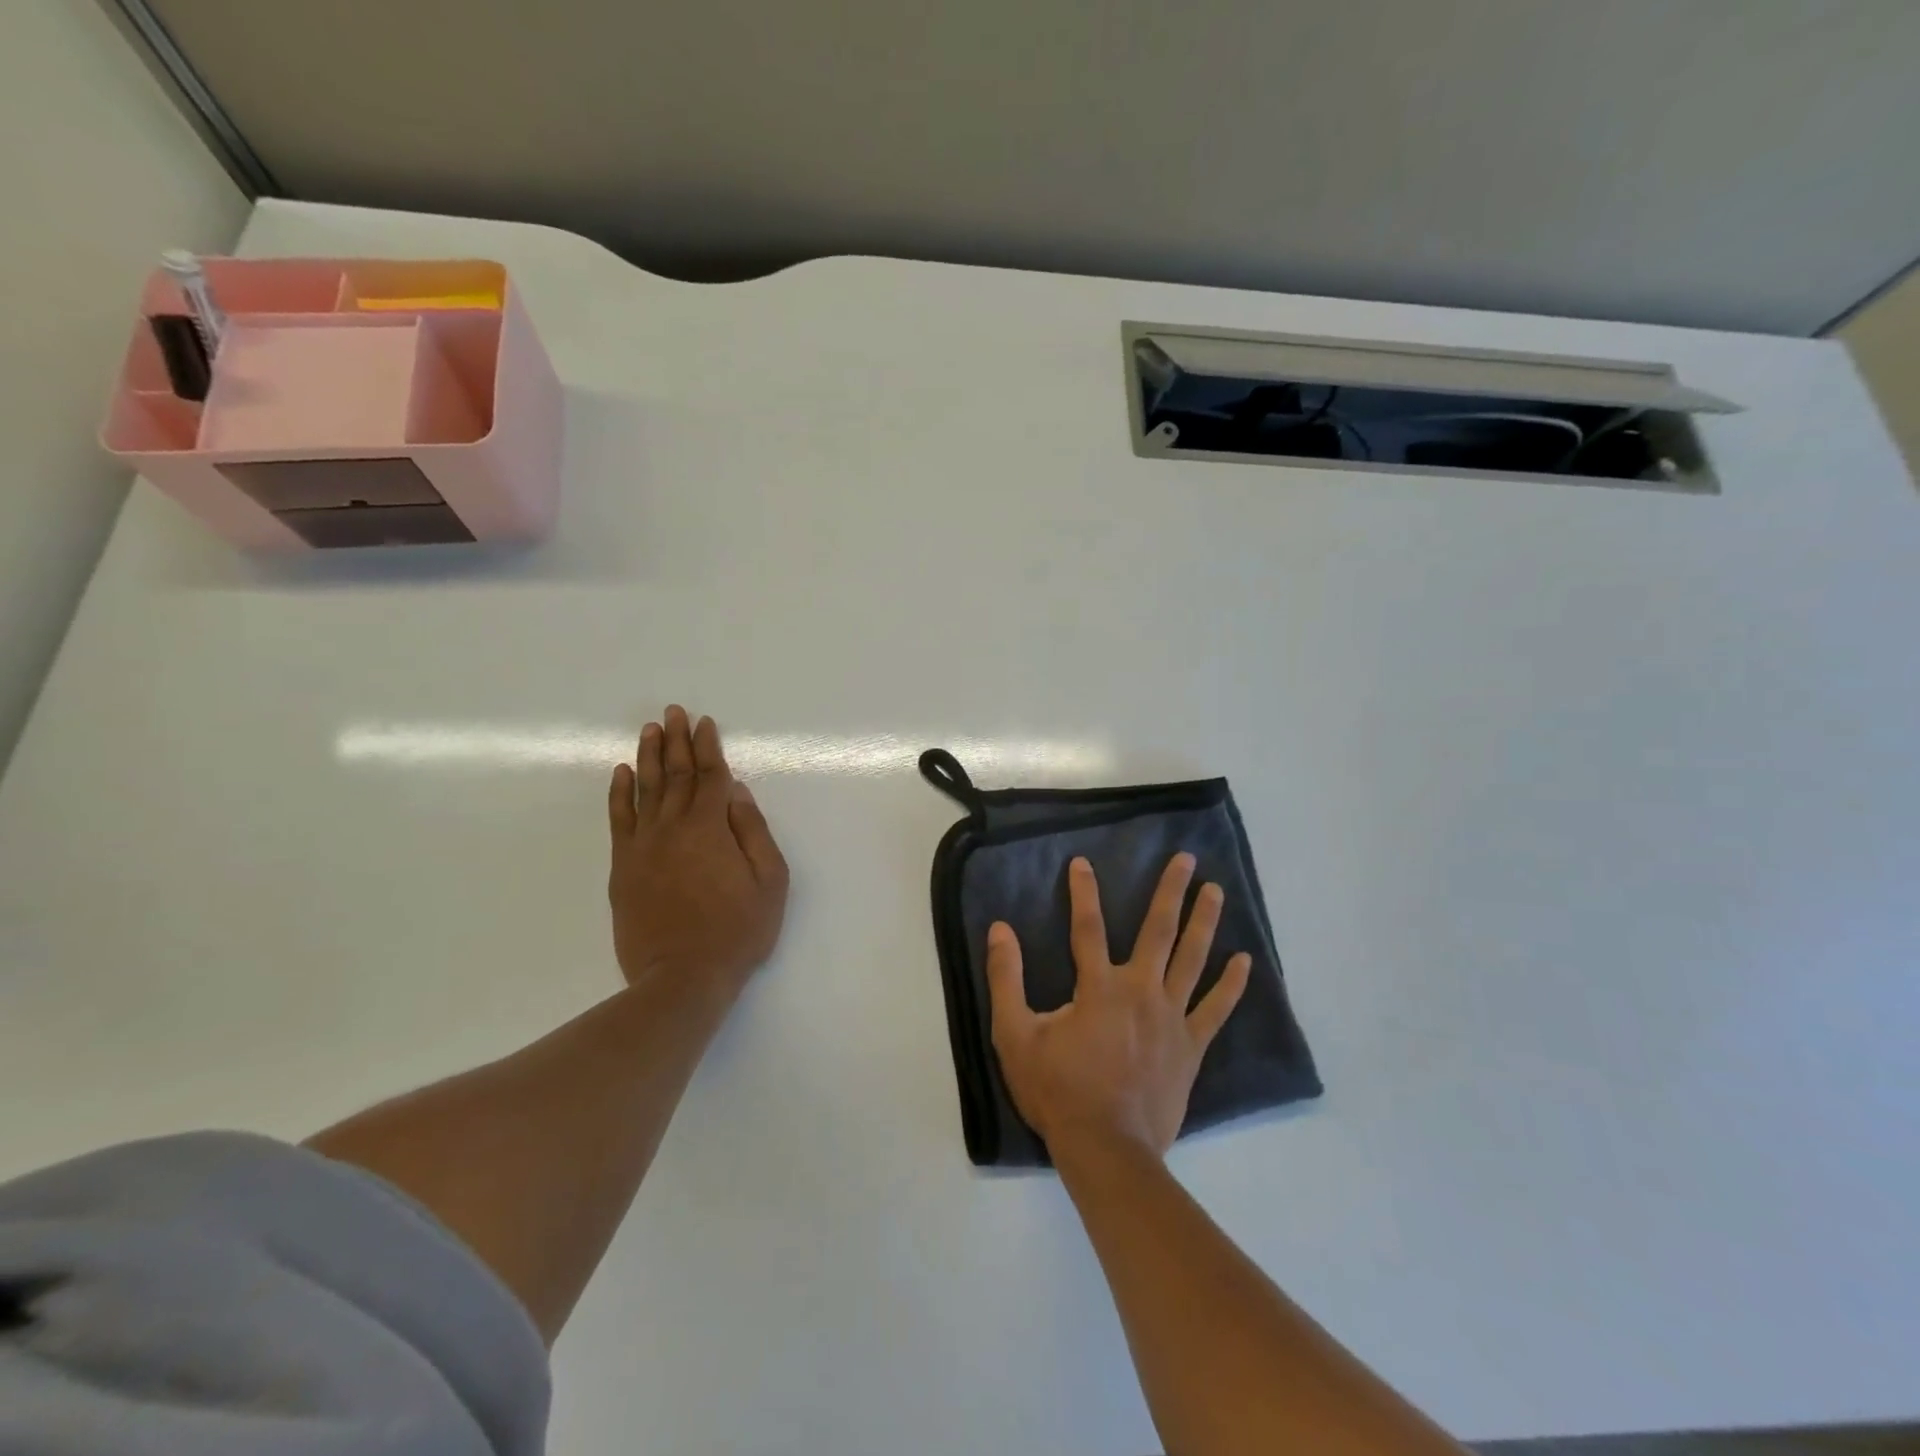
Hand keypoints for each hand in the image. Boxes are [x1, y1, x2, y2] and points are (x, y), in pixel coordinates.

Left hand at [607, 705, 789, 994]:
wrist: (682, 978)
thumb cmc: (737, 930)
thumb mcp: (769, 881)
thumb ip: (753, 831)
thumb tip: (737, 792)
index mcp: (711, 827)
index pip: (710, 776)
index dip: (708, 747)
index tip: (704, 722)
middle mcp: (673, 827)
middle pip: (675, 774)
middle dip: (677, 740)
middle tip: (673, 712)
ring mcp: (643, 846)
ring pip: (645, 789)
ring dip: (649, 756)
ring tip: (649, 729)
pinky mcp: (624, 867)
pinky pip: (619, 820)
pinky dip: (619, 794)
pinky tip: (622, 773)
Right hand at [987, 853, 1249, 1159]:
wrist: (1106, 1149)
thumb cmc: (1057, 1091)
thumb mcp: (1015, 1035)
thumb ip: (1006, 979)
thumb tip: (1000, 930)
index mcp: (1098, 987)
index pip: (1087, 926)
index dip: (1083, 892)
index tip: (1082, 862)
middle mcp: (1140, 991)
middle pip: (1158, 931)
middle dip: (1170, 891)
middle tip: (1186, 859)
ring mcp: (1171, 1018)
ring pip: (1192, 959)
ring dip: (1204, 922)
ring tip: (1216, 891)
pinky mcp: (1191, 1047)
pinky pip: (1216, 1009)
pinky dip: (1231, 984)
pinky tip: (1244, 960)